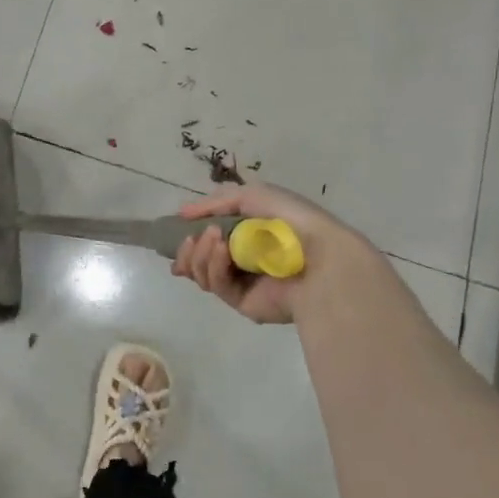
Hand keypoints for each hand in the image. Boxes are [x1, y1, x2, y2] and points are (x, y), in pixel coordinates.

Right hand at [171, 184, 370, 324]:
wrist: (321, 257)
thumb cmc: (290, 221)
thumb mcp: (253, 195)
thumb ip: (215, 202)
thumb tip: (182, 213)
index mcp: (248, 233)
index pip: (209, 237)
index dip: (190, 235)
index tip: (177, 230)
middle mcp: (243, 259)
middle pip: (199, 259)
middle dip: (189, 249)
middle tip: (189, 239)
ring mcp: (242, 282)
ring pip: (202, 273)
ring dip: (199, 254)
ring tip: (211, 238)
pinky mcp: (242, 302)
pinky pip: (217, 285)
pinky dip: (214, 266)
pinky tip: (222, 251)